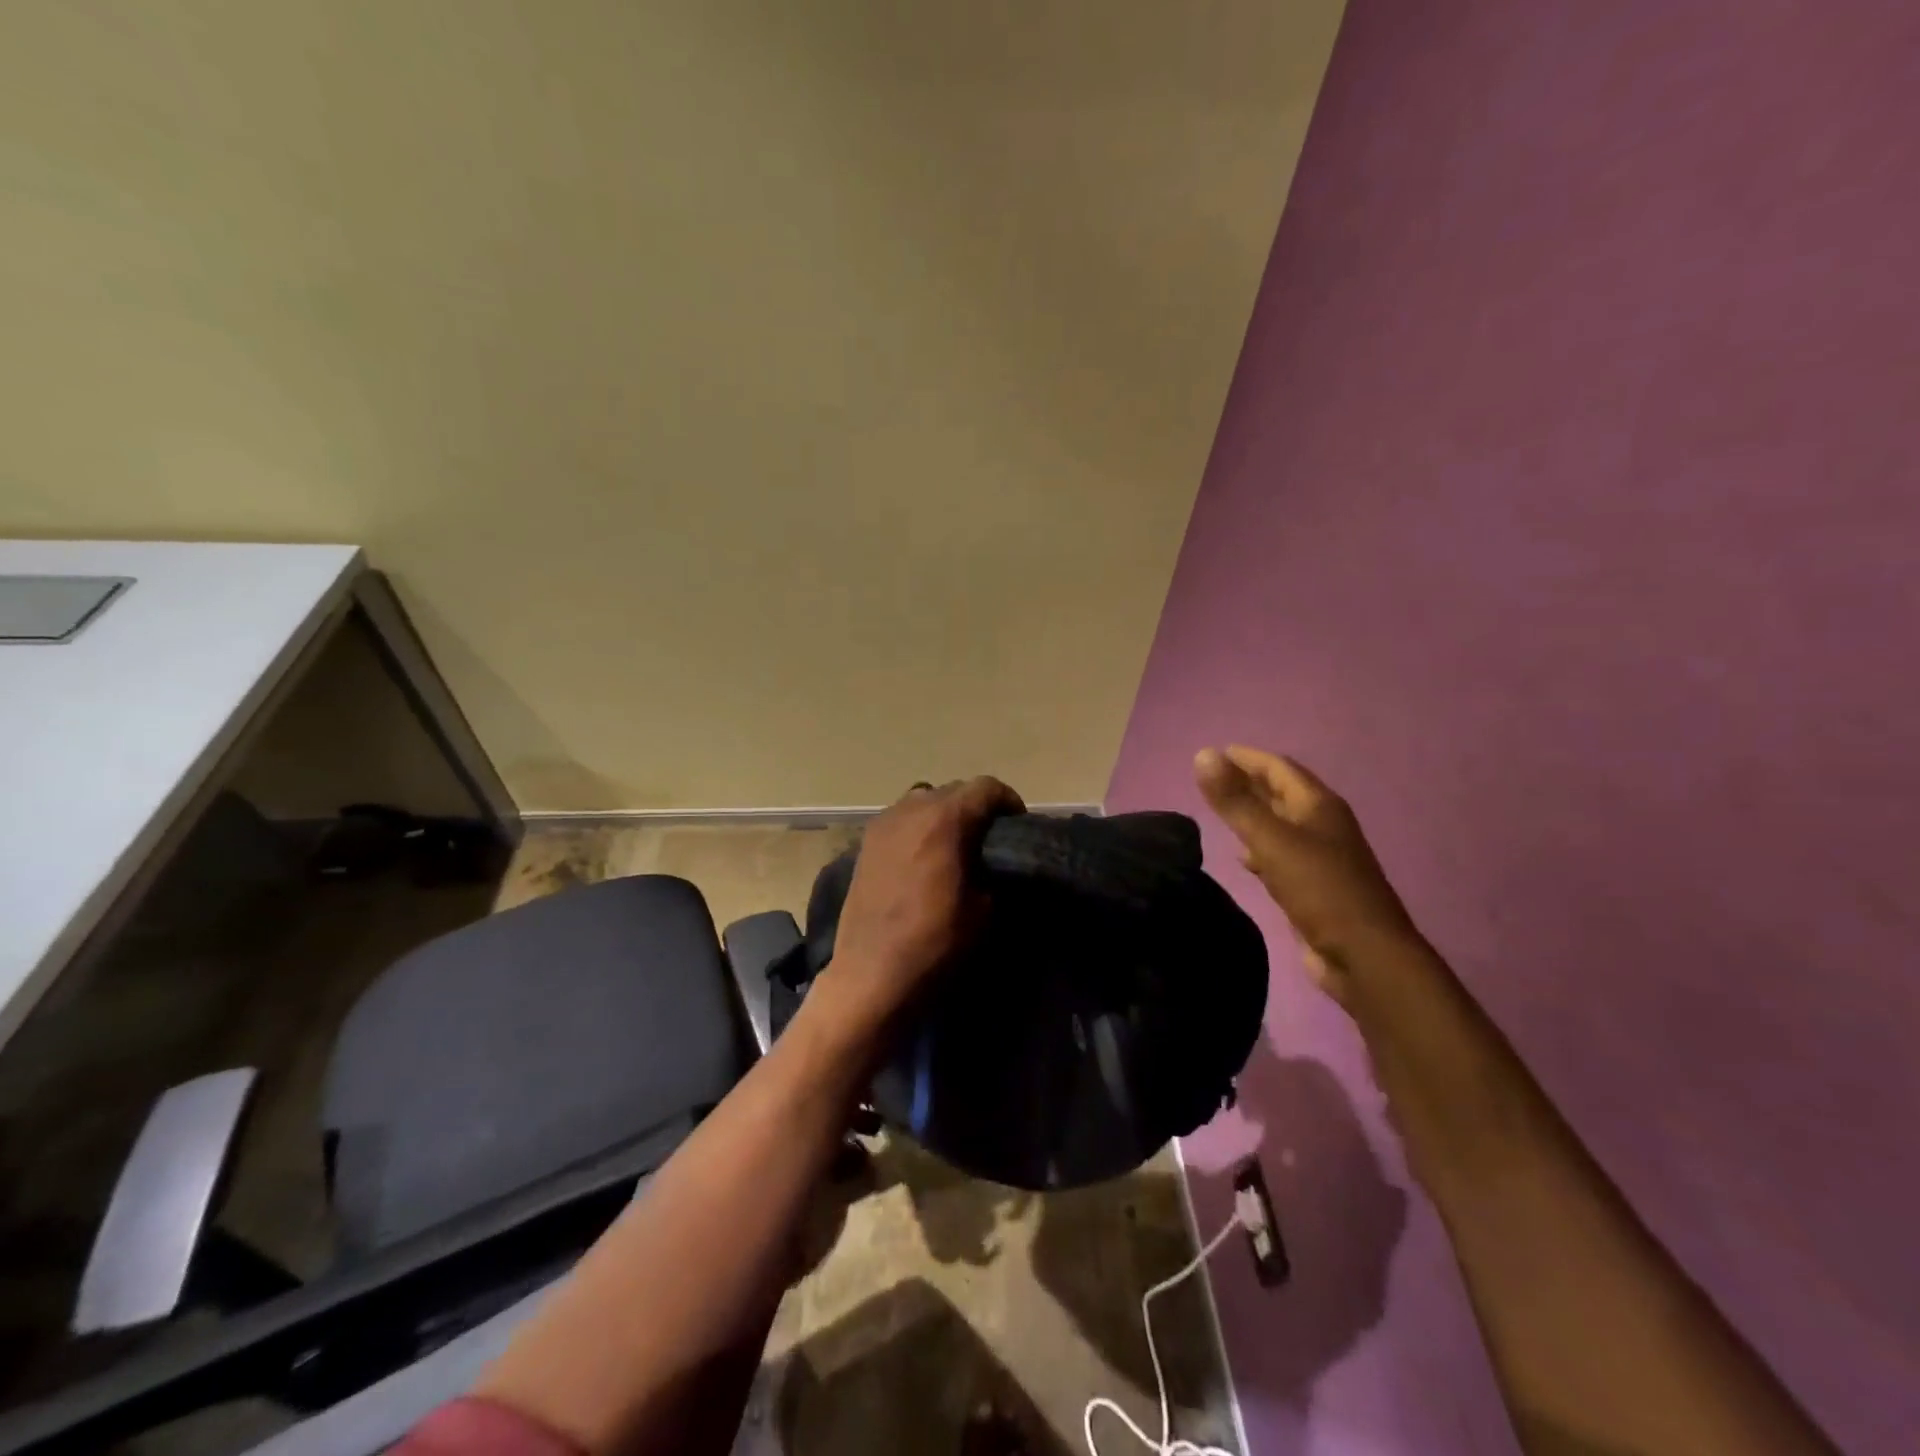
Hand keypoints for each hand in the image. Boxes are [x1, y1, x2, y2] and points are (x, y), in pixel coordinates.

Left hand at [826, 776, 1024, 1023]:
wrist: (872, 973)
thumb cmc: (935, 941)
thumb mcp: (984, 908)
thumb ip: (991, 870)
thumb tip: (991, 861)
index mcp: (945, 819)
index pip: (986, 787)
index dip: (1008, 801)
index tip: (1017, 825)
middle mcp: (912, 809)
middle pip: (953, 790)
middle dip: (975, 807)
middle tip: (988, 837)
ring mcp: (883, 823)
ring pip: (923, 800)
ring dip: (943, 814)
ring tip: (953, 845)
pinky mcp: (865, 842)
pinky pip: (900, 820)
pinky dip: (917, 828)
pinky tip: (923, 857)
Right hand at [1195, 745, 1420, 1001]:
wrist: (1365, 957)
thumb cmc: (1320, 890)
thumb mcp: (1271, 841)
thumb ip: (1235, 801)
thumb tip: (1202, 754)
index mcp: (1319, 806)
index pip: (1279, 767)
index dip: (1247, 758)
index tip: (1214, 753)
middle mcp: (1323, 825)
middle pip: (1282, 794)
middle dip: (1249, 783)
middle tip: (1212, 779)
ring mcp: (1322, 857)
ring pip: (1281, 825)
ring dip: (1254, 815)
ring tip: (1221, 812)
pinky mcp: (1315, 887)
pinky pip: (1282, 855)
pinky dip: (1260, 849)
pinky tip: (1244, 858)